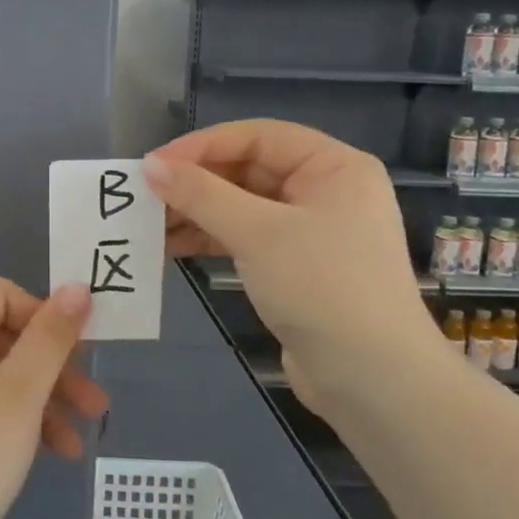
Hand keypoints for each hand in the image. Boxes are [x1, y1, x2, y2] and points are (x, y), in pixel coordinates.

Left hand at [0, 278, 105, 518]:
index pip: (0, 293)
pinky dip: (11, 417)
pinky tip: (50, 451)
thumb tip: (78, 287)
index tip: (79, 355)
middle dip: (52, 366)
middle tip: (95, 402)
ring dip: (39, 397)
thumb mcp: (19, 396)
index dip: (44, 317)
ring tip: (81, 438)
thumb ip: (51, 338)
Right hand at [144, 120, 436, 406]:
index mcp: (333, 167)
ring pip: (242, 207)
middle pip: (248, 170)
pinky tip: (171, 247)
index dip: (202, 146)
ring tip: (149, 224)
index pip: (258, 137)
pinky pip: (245, 238)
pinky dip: (210, 239)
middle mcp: (325, 191)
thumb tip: (150, 166)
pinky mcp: (295, 267)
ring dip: (197, 213)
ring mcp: (311, 231)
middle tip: (145, 196)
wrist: (373, 382)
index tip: (154, 164)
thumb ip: (202, 195)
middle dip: (196, 183)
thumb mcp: (258, 233)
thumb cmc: (323, 288)